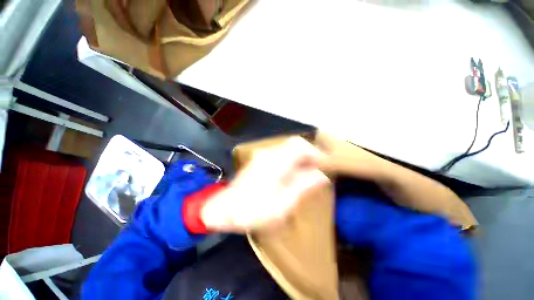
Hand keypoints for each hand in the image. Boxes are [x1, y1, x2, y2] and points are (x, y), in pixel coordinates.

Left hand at [201, 137, 329, 232]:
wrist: (223, 210)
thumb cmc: (253, 210)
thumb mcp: (283, 204)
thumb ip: (303, 186)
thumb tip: (321, 175)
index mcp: (276, 162)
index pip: (300, 146)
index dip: (315, 152)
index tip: (326, 163)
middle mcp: (269, 154)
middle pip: (294, 144)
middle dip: (309, 153)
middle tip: (319, 167)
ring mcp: (263, 156)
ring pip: (288, 148)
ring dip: (301, 156)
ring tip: (309, 171)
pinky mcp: (259, 161)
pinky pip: (280, 154)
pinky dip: (291, 160)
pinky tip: (293, 173)